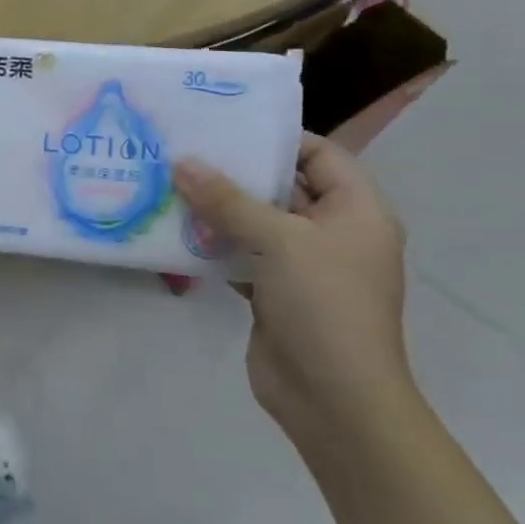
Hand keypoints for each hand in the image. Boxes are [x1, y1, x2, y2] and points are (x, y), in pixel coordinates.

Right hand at [173, 135, 411, 446]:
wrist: (333, 398)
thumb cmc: (323, 304)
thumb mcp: (278, 241)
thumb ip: (228, 200)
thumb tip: (182, 162)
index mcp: (356, 210)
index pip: (319, 154)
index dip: (275, 137)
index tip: (223, 125)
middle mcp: (333, 231)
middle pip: (282, 186)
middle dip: (234, 171)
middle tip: (183, 150)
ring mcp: (303, 265)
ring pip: (256, 222)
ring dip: (217, 209)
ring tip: (168, 183)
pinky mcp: (275, 292)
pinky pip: (241, 255)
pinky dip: (212, 244)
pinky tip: (173, 231)